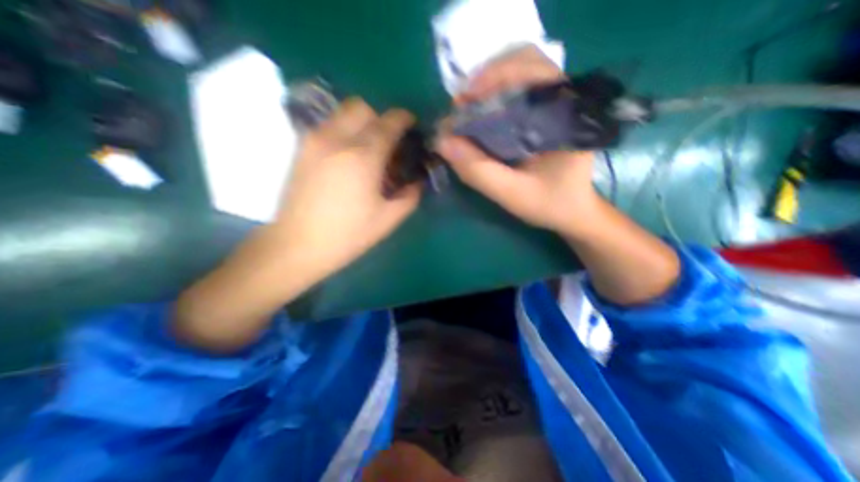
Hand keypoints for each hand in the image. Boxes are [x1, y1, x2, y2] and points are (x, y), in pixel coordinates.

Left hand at [274, 99, 424, 285]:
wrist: (297, 245)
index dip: (404, 119)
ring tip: (368, 150)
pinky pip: (328, 126)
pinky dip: (344, 131)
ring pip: (342, 113)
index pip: (388, 122)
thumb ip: (409, 196)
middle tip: (389, 142)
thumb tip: (418, 182)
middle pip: (362, 107)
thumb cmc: (347, 235)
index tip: (411, 124)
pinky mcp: (301, 149)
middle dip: (381, 118)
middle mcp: (336, 139)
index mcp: (363, 157)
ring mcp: (314, 141)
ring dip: (361, 123)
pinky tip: (348, 157)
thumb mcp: (388, 219)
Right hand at [437, 45, 598, 237]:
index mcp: (566, 115)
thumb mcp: (511, 193)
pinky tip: (481, 115)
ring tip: (468, 109)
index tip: (463, 103)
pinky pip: (520, 88)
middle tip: (462, 106)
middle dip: (487, 79)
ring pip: (521, 71)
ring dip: (489, 85)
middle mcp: (566, 99)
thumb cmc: (549, 203)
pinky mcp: (548, 111)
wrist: (573, 210)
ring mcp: (558, 102)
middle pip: (525, 61)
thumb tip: (441, 142)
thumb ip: (478, 170)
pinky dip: (495, 95)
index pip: (532, 70)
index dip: (492, 78)